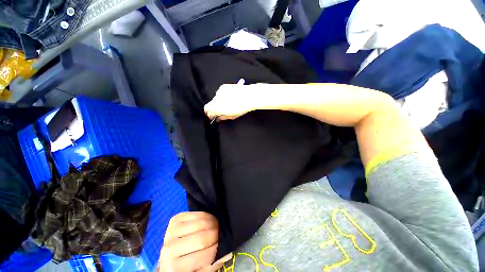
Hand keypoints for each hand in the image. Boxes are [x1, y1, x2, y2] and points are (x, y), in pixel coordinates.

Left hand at [158, 212, 231, 271]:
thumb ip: (212, 264)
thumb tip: (228, 252)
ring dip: (213, 223)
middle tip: (222, 233)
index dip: (218, 250)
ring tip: (217, 226)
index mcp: (175, 268)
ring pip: (200, 223)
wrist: (171, 255)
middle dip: (217, 234)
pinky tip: (210, 220)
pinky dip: (207, 216)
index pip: (204, 257)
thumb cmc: (186, 265)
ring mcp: (171, 232)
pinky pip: (197, 214)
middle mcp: (170, 249)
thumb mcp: (199, 270)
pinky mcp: (175, 219)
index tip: (225, 246)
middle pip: (202, 238)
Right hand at [204, 79, 262, 121]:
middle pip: (208, 105)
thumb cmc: (242, 107)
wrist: (249, 96)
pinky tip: (229, 97)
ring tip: (227, 103)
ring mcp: (219, 93)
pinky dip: (222, 96)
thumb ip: (223, 117)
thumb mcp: (232, 116)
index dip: (210, 115)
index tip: (212, 117)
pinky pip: (219, 93)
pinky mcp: (223, 87)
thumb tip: (218, 119)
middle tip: (218, 111)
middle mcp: (216, 100)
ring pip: (215, 99)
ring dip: (218, 102)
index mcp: (217, 108)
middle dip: (212, 109)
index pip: (208, 112)